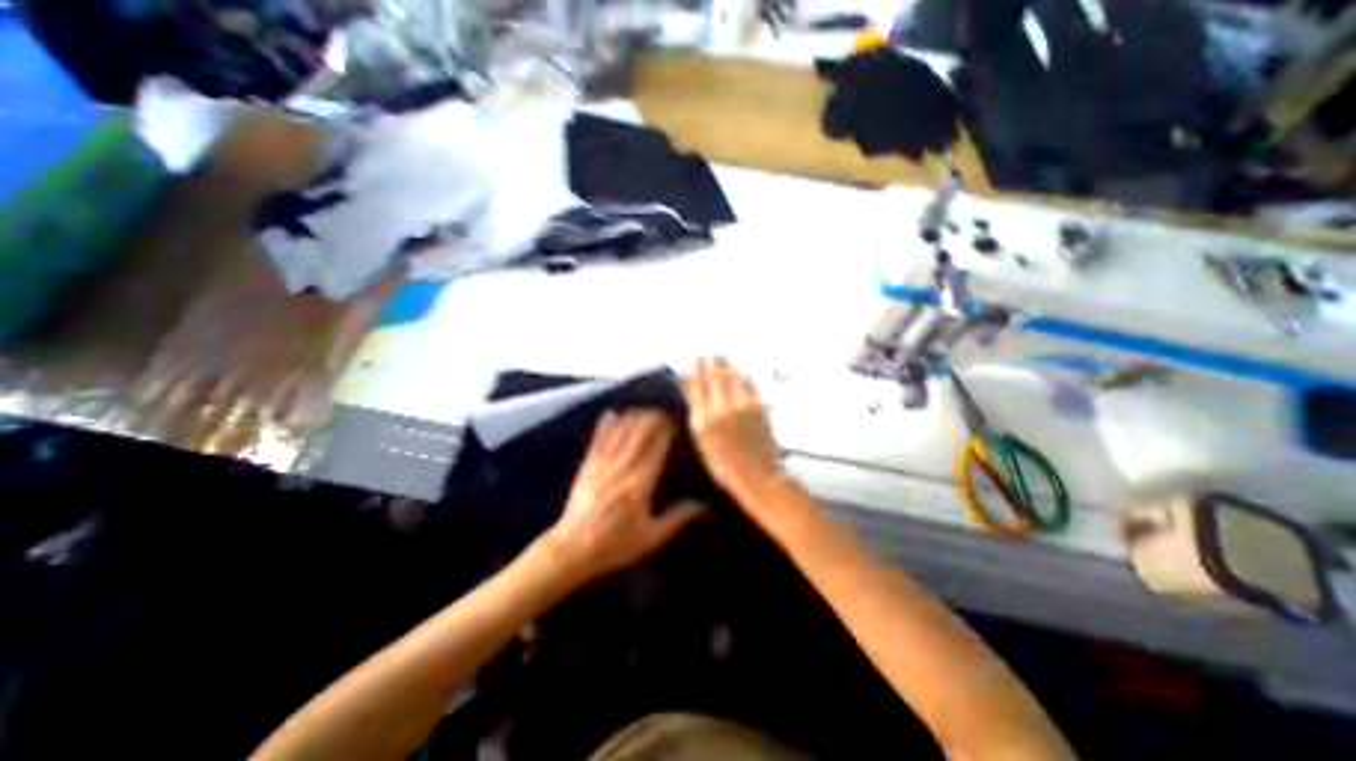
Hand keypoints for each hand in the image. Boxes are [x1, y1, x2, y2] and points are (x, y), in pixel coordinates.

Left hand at [543, 411, 710, 583]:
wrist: (572, 550)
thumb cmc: (616, 546)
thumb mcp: (652, 537)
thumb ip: (678, 518)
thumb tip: (704, 504)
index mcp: (641, 484)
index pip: (655, 448)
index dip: (663, 431)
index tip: (672, 419)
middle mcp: (622, 468)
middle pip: (638, 435)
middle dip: (649, 420)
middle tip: (660, 410)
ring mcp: (602, 465)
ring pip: (619, 434)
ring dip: (631, 418)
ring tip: (642, 408)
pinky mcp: (587, 467)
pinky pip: (598, 441)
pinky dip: (604, 426)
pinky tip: (610, 414)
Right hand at [689, 358, 785, 498]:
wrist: (754, 476)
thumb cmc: (724, 465)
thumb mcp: (701, 440)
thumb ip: (696, 412)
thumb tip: (688, 388)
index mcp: (703, 420)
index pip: (697, 385)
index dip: (697, 368)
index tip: (698, 359)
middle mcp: (721, 410)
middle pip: (716, 376)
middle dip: (713, 362)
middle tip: (713, 355)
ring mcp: (741, 407)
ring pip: (734, 377)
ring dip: (729, 365)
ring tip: (726, 358)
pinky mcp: (757, 408)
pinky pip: (750, 385)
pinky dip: (744, 378)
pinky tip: (743, 375)